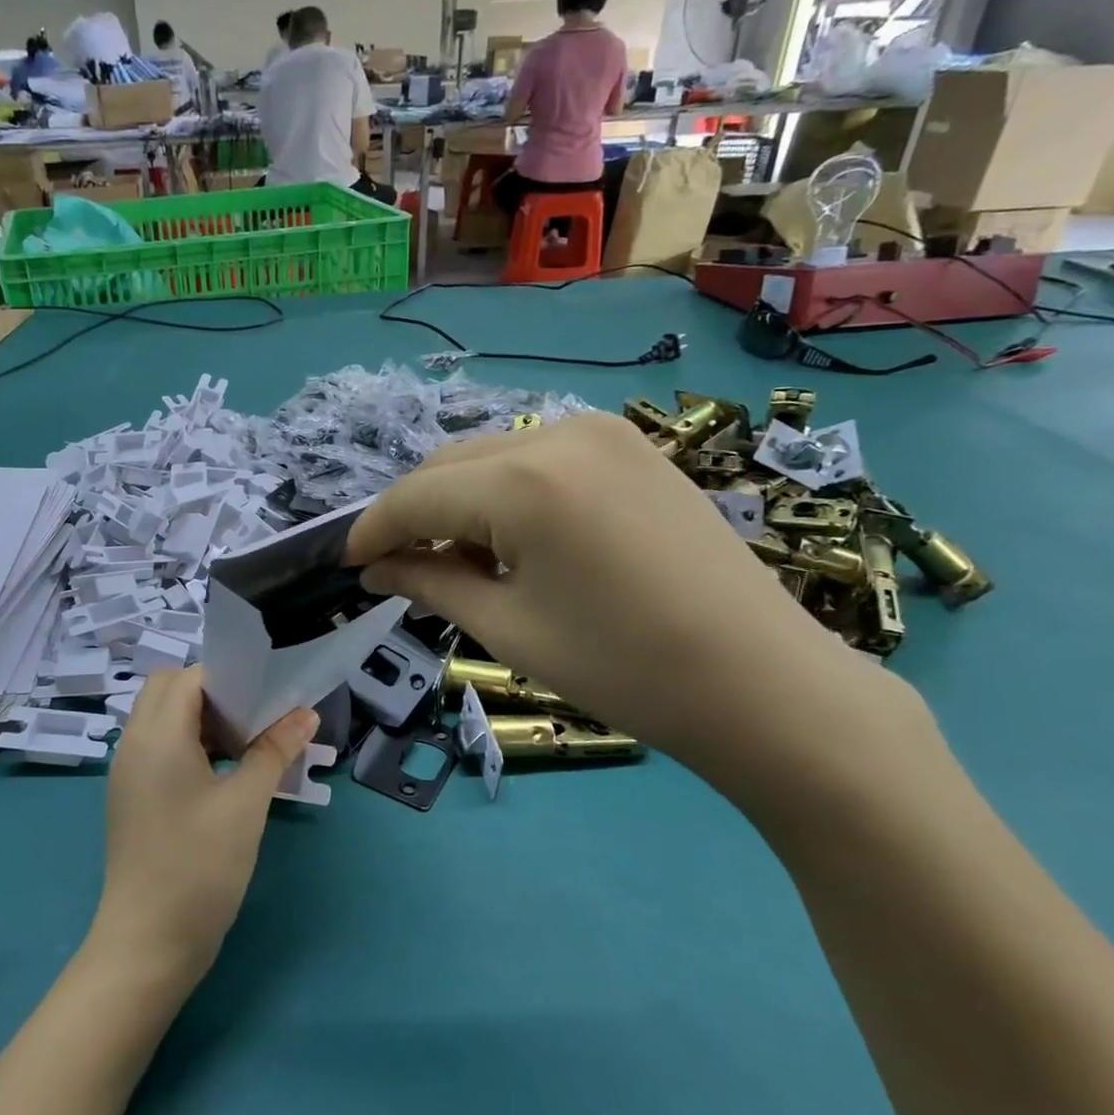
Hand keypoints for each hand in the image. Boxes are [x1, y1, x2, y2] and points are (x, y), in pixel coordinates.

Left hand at [94, 667, 317, 982]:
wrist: (146, 946)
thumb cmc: (199, 867)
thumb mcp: (246, 804)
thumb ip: (275, 750)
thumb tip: (306, 712)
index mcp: (157, 735)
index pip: (189, 677)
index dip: (228, 678)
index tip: (266, 694)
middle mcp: (133, 743)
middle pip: (168, 690)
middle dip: (211, 693)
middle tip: (253, 717)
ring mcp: (127, 771)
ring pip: (161, 718)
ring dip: (199, 718)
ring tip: (244, 743)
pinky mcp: (130, 796)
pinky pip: (156, 746)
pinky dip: (187, 743)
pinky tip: (221, 772)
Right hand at [344, 413, 915, 801]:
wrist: (764, 682)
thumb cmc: (625, 668)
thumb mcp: (509, 628)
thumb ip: (430, 582)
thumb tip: (376, 567)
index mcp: (522, 481)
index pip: (415, 496)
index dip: (372, 530)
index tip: (349, 564)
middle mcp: (558, 433)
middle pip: (449, 465)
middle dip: (413, 513)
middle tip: (399, 568)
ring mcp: (602, 431)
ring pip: (491, 455)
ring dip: (457, 500)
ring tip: (457, 558)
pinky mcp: (631, 445)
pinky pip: (538, 457)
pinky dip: (504, 491)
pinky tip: (511, 537)